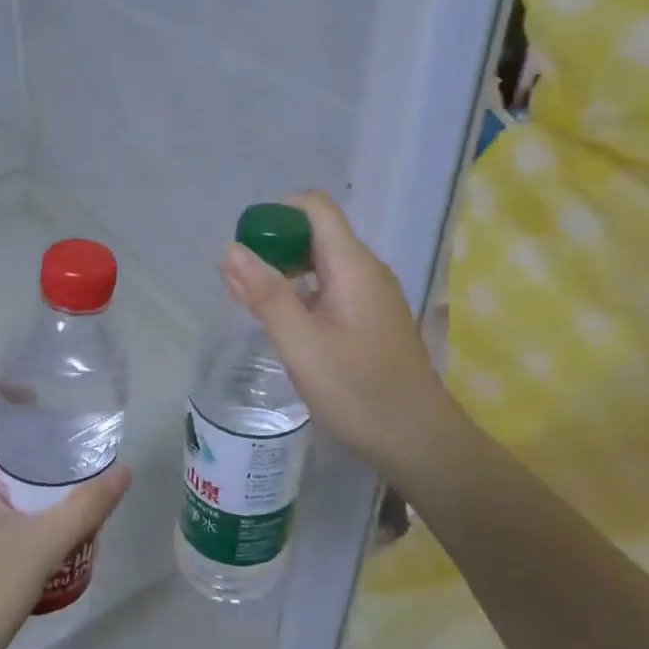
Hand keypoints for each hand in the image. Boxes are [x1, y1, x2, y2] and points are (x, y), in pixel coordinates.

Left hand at [0, 386, 130, 648]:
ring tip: (57, 458)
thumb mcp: (40, 547)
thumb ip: (85, 507)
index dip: (9, 388)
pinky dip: (3, 484)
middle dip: (18, 422)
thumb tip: (123, 471)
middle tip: (65, 422)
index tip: (50, 389)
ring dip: (11, 456)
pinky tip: (34, 506)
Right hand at [222, 191, 466, 480]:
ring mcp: (373, 295)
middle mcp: (367, 270)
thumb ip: (265, 294)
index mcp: (353, 265)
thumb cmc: (358, 391)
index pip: (315, 207)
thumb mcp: (301, 343)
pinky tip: (287, 326)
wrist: (418, 441)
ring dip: (286, 273)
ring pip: (322, 264)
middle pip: (316, 234)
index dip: (277, 213)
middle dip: (275, 247)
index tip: (246, 246)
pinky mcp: (372, 318)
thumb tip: (230, 248)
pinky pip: (332, 288)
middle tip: (241, 285)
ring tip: (256, 307)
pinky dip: (304, 295)